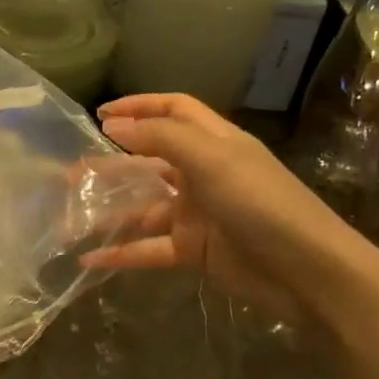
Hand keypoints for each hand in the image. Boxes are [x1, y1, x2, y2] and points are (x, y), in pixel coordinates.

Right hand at [85, 94, 369, 326]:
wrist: (306, 272)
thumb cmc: (262, 203)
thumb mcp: (213, 159)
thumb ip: (161, 139)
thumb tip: (115, 127)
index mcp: (216, 142)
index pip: (174, 111)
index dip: (140, 107)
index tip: (100, 115)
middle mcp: (205, 173)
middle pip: (152, 159)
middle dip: (114, 162)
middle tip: (74, 170)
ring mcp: (199, 213)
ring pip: (145, 206)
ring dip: (111, 210)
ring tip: (72, 216)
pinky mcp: (195, 250)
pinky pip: (150, 248)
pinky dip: (122, 252)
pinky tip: (91, 259)